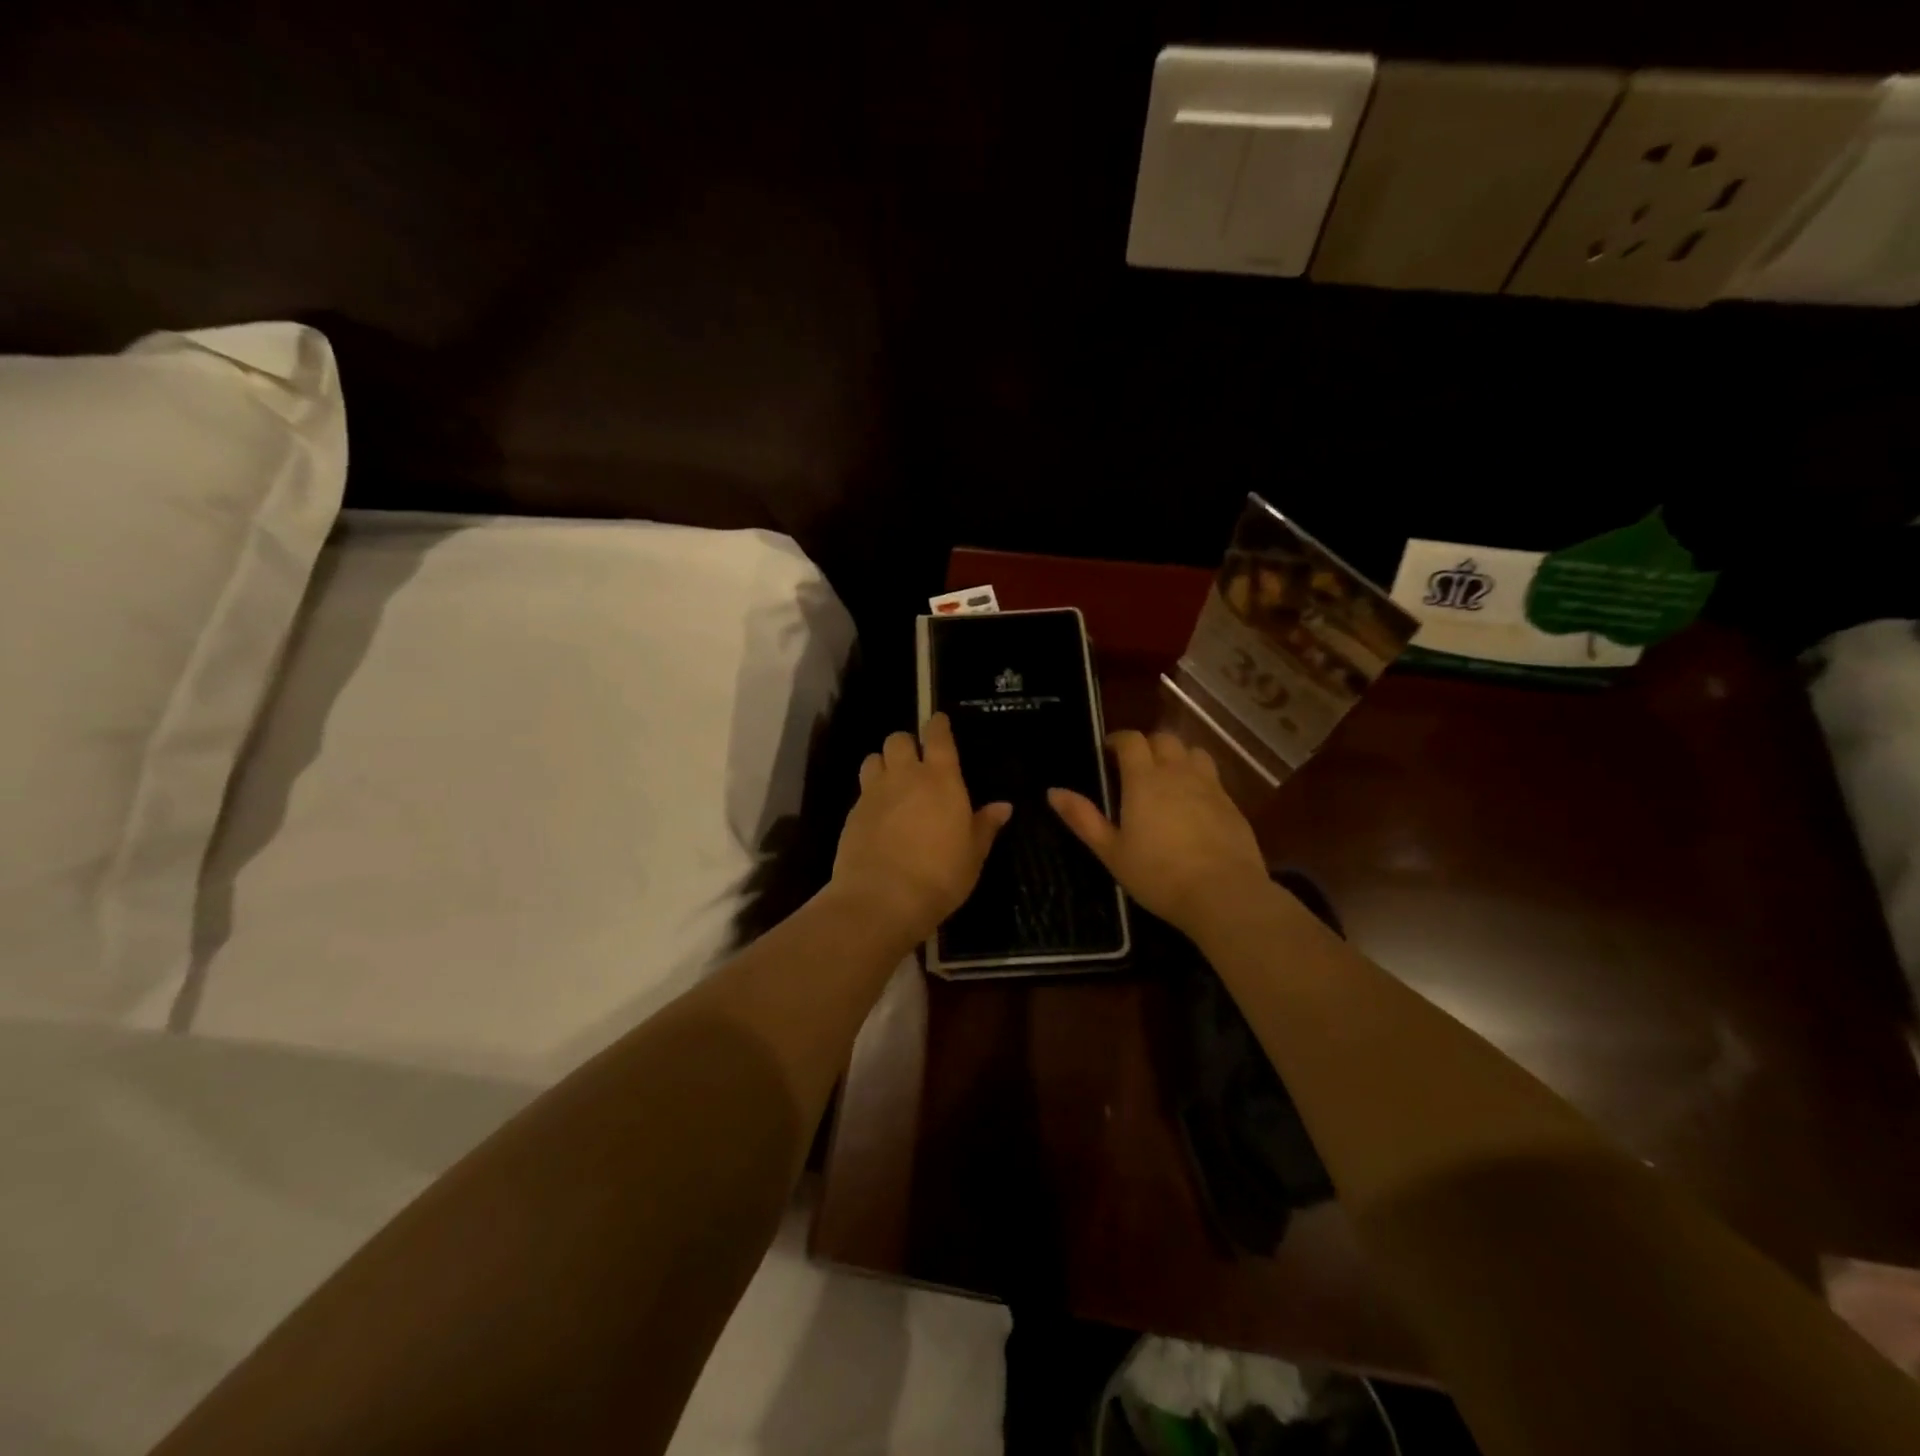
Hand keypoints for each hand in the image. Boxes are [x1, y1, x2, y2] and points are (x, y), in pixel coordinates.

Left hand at [829, 713, 1011, 941]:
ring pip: (873, 759)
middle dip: (906, 744)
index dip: (938, 725)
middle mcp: (905, 776)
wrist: (881, 899)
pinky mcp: (852, 814)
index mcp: (940, 779)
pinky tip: (879, 816)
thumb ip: (985, 826)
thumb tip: (1003, 806)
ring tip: (893, 784)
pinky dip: (870, 795)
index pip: (937, 736)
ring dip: (883, 764)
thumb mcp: (973, 854)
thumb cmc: (939, 875)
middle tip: (916, 763)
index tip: (939, 723)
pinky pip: (862, 791)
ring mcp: (874, 793)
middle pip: (898, 739)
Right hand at [1049, 730, 1269, 937]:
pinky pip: (1213, 777)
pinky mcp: (1232, 804)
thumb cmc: (1158, 875)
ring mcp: (1210, 786)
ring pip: (1193, 752)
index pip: (1132, 740)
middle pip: (1164, 739)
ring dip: (1177, 756)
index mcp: (1144, 779)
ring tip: (1167, 777)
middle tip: (1134, 766)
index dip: (1118, 740)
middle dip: (1147, 745)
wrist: (1223, 894)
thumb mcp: (1111, 852)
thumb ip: (1083, 818)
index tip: (1107, 752)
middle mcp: (1178, 773)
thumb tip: (1053, 792)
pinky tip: (1193, 804)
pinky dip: (1198, 779)